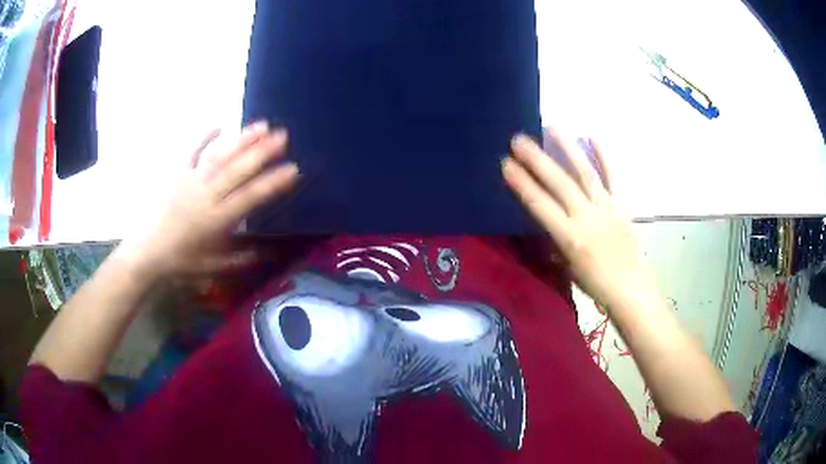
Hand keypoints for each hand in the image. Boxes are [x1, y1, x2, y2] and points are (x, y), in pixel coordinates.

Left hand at [119, 121, 298, 278]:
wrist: (149, 252)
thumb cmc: (183, 262)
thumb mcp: (216, 267)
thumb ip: (243, 258)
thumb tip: (270, 252)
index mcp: (217, 220)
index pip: (249, 198)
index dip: (272, 183)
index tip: (293, 170)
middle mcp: (206, 196)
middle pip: (237, 170)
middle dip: (262, 152)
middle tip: (283, 136)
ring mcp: (191, 182)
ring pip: (220, 156)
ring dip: (241, 140)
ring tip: (262, 125)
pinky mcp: (178, 175)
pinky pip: (192, 152)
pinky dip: (205, 137)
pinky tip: (220, 124)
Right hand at [502, 130, 650, 309]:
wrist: (630, 289)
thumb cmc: (595, 284)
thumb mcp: (567, 267)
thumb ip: (555, 240)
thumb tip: (545, 219)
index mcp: (570, 238)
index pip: (540, 205)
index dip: (521, 183)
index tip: (506, 164)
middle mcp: (587, 217)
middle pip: (559, 183)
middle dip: (537, 160)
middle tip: (519, 139)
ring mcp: (607, 208)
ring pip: (585, 173)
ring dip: (568, 148)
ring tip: (552, 127)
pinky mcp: (622, 205)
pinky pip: (615, 176)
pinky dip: (605, 156)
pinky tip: (593, 137)